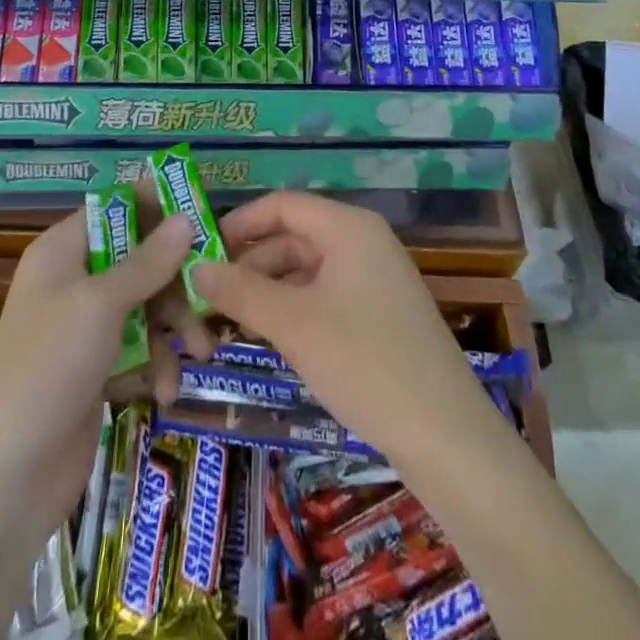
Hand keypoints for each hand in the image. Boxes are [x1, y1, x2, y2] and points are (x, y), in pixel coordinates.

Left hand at [0, 206, 210, 547]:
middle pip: (139, 258)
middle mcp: (73, 281)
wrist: (8, 480)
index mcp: (62, 252)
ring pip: (146, 304)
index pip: (115, 208)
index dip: (156, 204)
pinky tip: (165, 390)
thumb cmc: (49, 368)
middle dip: (176, 280)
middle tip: (211, 295)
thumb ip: (147, 261)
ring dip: (174, 327)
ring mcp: (84, 328)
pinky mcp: (97, 368)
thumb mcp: (101, 305)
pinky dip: (156, 364)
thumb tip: (185, 218)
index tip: (201, 209)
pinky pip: (139, 347)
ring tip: (201, 351)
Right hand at [191, 192, 499, 468]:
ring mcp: (375, 278)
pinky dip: (293, 310)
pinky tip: (269, 337)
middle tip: (208, 299)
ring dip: (268, 291)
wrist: (445, 434)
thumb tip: (195, 268)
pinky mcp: (380, 313)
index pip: (283, 205)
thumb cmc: (364, 362)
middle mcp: (363, 242)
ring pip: (307, 270)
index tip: (201, 252)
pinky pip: (325, 295)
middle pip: (293, 237)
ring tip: (228, 323)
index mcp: (348, 227)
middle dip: (250, 264)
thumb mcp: (293, 324)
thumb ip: (241, 291)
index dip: (240, 223)